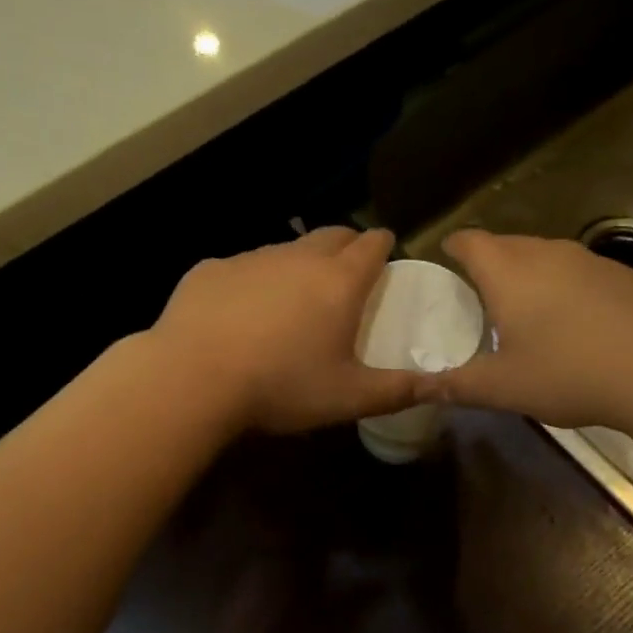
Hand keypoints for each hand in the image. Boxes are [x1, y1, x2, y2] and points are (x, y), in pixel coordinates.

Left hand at [151, 227, 420, 434]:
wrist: (192, 377)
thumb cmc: (281, 386)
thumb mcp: (348, 398)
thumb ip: (397, 391)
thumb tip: (440, 386)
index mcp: (339, 282)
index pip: (372, 245)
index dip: (383, 245)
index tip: (386, 251)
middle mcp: (298, 258)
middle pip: (332, 235)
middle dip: (347, 244)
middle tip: (348, 268)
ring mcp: (251, 259)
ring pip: (286, 249)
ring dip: (299, 263)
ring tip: (295, 294)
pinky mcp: (211, 269)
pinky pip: (243, 267)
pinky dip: (254, 280)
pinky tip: (243, 310)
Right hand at [430, 230, 632, 430]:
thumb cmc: (569, 373)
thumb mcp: (503, 388)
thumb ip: (456, 386)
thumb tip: (416, 389)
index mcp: (508, 272)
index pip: (470, 242)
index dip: (454, 247)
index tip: (445, 258)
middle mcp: (547, 253)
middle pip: (507, 244)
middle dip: (489, 261)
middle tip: (478, 292)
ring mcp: (590, 260)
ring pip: (546, 255)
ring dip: (529, 273)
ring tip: (524, 307)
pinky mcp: (624, 275)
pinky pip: (578, 271)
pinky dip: (564, 286)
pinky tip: (574, 321)